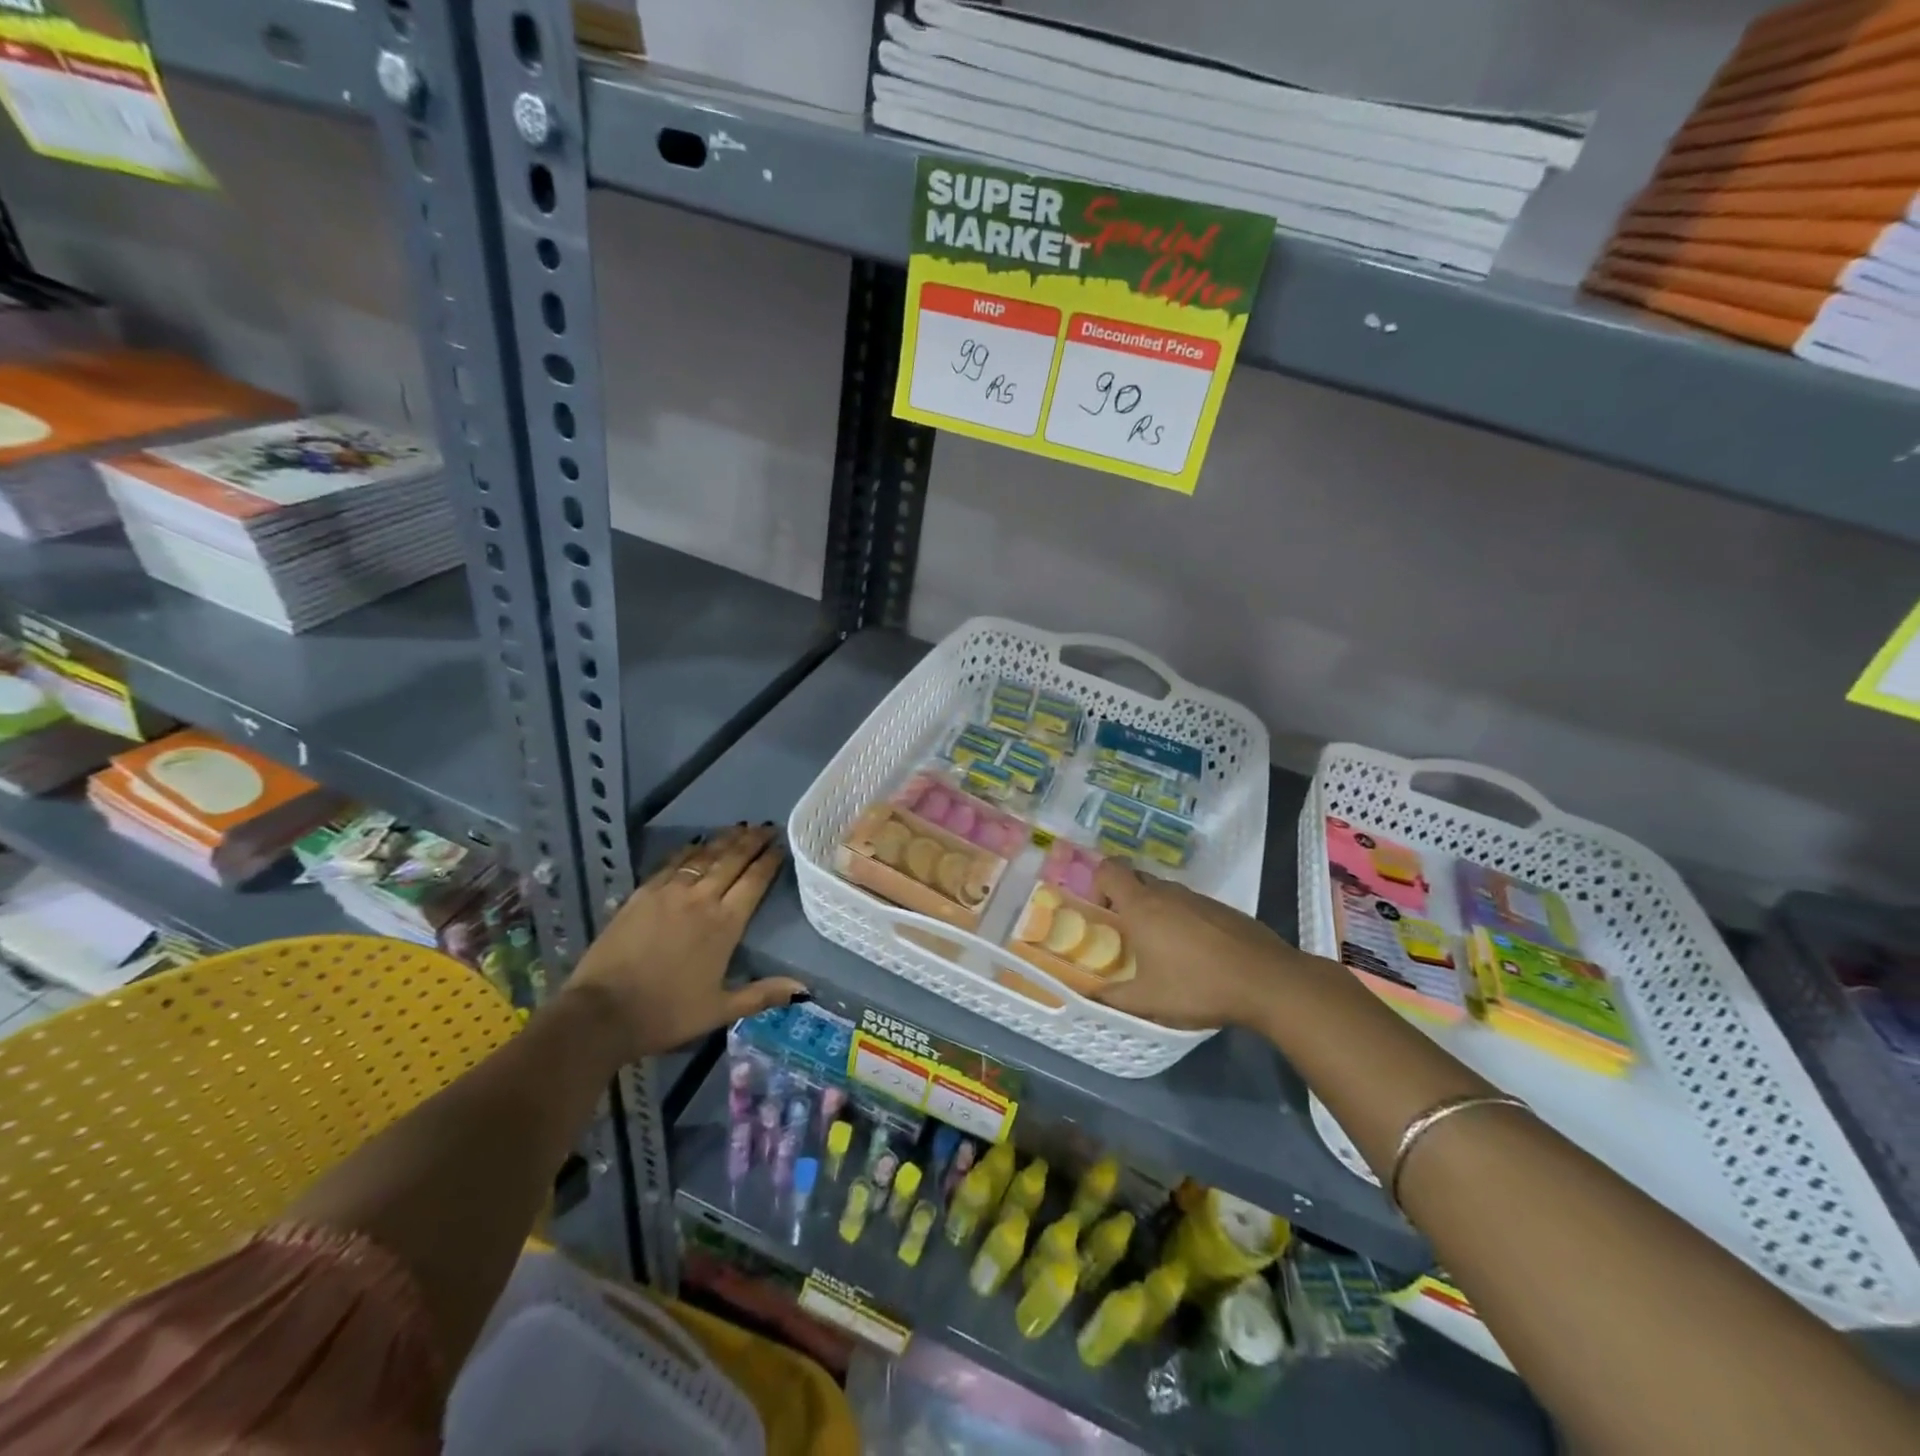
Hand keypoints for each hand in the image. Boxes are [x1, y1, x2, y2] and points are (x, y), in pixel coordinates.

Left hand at [563, 824, 805, 1060]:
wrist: (602, 1013)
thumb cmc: (666, 1013)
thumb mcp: (720, 1010)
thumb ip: (762, 994)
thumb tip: (802, 988)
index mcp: (725, 924)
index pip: (754, 882)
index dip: (770, 861)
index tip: (781, 845)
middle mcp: (701, 899)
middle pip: (732, 860)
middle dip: (752, 841)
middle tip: (766, 827)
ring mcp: (669, 892)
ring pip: (704, 856)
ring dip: (724, 840)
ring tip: (739, 827)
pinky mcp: (642, 894)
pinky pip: (672, 863)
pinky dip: (689, 851)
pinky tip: (696, 844)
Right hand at [1086, 858, 1293, 1030]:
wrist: (1267, 982)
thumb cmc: (1197, 986)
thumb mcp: (1148, 1001)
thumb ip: (1113, 997)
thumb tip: (1090, 995)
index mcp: (1142, 905)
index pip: (1109, 869)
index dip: (1097, 884)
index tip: (1101, 914)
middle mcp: (1168, 893)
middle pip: (1136, 878)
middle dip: (1124, 898)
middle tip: (1124, 932)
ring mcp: (1198, 898)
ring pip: (1165, 893)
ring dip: (1155, 910)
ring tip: (1160, 948)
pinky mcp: (1223, 909)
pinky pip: (1190, 905)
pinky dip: (1183, 920)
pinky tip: (1194, 954)